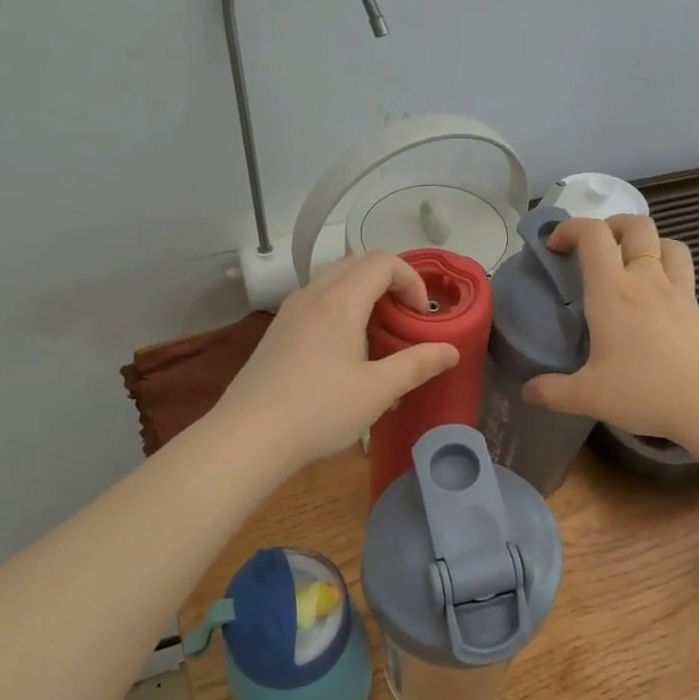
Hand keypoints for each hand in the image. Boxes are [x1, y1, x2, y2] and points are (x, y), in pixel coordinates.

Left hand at [213, 251, 459, 470]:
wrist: (247, 437)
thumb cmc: (319, 411)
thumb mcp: (377, 391)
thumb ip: (417, 365)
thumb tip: (451, 351)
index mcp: (340, 300)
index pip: (383, 262)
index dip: (412, 280)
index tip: (422, 316)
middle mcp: (313, 294)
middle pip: (357, 263)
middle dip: (390, 282)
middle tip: (406, 318)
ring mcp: (290, 311)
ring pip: (334, 281)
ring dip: (364, 294)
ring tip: (379, 334)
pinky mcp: (277, 331)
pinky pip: (317, 301)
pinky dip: (341, 308)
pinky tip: (345, 352)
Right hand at [523, 215, 698, 445]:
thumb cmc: (646, 392)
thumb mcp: (589, 397)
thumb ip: (554, 391)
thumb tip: (528, 391)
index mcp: (613, 292)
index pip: (592, 235)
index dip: (570, 228)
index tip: (555, 245)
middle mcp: (647, 281)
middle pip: (637, 226)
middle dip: (613, 225)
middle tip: (598, 248)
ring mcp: (681, 293)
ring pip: (670, 244)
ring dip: (650, 244)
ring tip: (635, 265)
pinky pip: (686, 279)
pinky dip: (670, 279)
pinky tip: (660, 309)